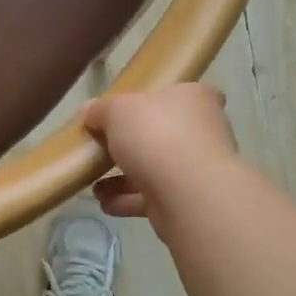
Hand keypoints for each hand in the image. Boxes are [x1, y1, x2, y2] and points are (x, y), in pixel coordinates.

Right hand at [83, 85, 237, 230]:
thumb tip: (90, 111)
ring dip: (124, 177)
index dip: (156, 100)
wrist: (186, 193)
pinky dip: (128, 200)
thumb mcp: (117, 110)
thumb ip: (101, 109)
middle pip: (165, 133)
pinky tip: (104, 202)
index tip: (129, 113)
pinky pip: (153, 196)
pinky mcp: (189, 199)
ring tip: (94, 182)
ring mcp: (198, 168)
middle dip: (132, 144)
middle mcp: (204, 131)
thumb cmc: (156, 135)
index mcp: (195, 99)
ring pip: (156, 168)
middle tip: (103, 147)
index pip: (183, 93)